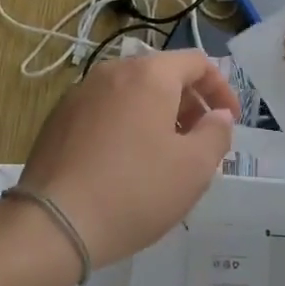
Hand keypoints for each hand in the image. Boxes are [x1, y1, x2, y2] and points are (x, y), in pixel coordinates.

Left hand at [16, 49, 236, 268]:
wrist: (54, 223)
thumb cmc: (134, 191)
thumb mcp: (194, 168)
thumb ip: (216, 133)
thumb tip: (218, 115)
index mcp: (149, 75)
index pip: (197, 62)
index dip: (221, 89)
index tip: (230, 121)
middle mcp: (113, 71)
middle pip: (163, 74)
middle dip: (189, 103)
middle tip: (200, 141)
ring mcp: (81, 93)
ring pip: (132, 92)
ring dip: (157, 114)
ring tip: (165, 155)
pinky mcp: (59, 118)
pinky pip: (106, 109)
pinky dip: (126, 124)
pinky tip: (126, 163)